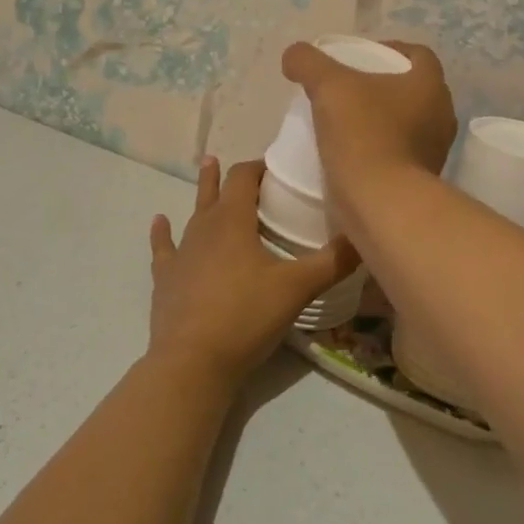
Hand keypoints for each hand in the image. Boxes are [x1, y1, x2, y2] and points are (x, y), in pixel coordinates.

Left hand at [147, 157, 357, 387]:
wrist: (192, 361)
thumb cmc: (246, 316)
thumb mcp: (297, 288)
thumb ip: (332, 262)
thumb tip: (364, 239)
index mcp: (233, 221)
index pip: (243, 177)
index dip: (258, 166)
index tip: (274, 166)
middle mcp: (204, 228)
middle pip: (215, 191)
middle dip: (227, 175)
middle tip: (233, 163)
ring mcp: (181, 253)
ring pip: (193, 214)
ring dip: (202, 195)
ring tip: (205, 171)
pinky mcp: (166, 279)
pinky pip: (164, 248)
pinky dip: (162, 234)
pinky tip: (159, 222)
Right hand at [279, 40, 456, 218]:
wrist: (380, 204)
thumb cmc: (363, 134)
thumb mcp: (328, 87)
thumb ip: (309, 63)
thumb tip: (294, 55)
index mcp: (430, 85)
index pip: (418, 55)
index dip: (390, 49)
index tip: (361, 58)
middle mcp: (442, 115)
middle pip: (413, 90)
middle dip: (384, 87)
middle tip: (349, 90)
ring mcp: (436, 151)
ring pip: (409, 124)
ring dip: (382, 120)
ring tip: (347, 123)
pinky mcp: (422, 181)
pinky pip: (401, 155)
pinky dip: (380, 150)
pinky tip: (352, 155)